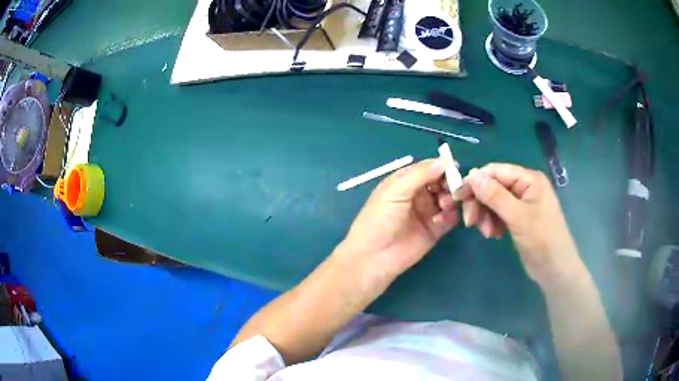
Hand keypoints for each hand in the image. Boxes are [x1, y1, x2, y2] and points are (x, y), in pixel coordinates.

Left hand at [339, 159, 458, 282]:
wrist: (374, 256)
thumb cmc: (379, 219)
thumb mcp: (396, 190)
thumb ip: (420, 174)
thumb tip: (445, 160)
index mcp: (405, 181)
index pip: (429, 168)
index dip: (442, 166)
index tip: (455, 167)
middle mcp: (418, 195)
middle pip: (442, 182)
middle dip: (449, 183)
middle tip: (452, 188)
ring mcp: (427, 212)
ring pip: (448, 199)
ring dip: (450, 199)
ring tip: (444, 205)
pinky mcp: (435, 230)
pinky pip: (450, 218)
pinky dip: (451, 215)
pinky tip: (441, 219)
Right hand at [454, 163, 582, 286]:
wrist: (554, 269)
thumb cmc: (541, 239)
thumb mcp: (518, 217)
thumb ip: (495, 195)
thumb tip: (471, 175)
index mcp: (529, 179)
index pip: (496, 171)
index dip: (476, 182)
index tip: (458, 198)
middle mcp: (525, 186)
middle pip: (493, 186)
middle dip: (480, 203)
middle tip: (470, 223)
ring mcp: (521, 203)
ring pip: (493, 201)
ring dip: (485, 215)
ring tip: (487, 233)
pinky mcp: (518, 217)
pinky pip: (498, 213)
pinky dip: (492, 222)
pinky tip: (494, 235)